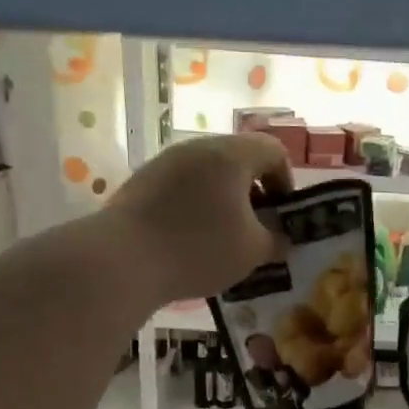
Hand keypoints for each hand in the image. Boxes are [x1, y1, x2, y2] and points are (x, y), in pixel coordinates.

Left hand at [105, 134, 293, 302]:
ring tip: (223, 238)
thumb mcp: (253, 251)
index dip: (286, 181)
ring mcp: (165, 162)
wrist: (123, 260)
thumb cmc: (199, 248)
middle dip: (254, 193)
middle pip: (239, 160)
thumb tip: (280, 238)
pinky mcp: (141, 182)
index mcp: (231, 155)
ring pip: (208, 174)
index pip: (273, 151)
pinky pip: (181, 187)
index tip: (281, 215)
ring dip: (223, 201)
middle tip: (256, 229)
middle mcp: (198, 148)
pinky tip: (189, 241)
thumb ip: (276, 240)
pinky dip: (195, 207)